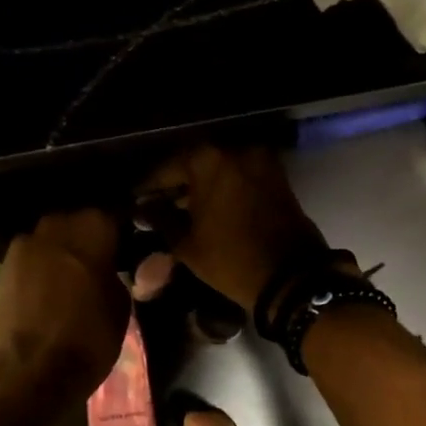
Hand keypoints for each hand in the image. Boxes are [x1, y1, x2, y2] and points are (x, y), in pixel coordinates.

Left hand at [0, 209, 128, 425]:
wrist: (31, 370)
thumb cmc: (88, 337)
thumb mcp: (123, 305)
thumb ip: (119, 275)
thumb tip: (113, 269)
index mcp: (93, 229)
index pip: (115, 217)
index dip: (122, 233)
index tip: (129, 250)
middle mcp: (56, 226)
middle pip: (78, 222)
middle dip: (89, 238)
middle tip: (102, 263)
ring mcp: (26, 244)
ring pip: (52, 237)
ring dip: (63, 251)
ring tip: (74, 277)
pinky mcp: (5, 266)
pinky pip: (32, 256)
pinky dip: (42, 266)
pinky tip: (51, 288)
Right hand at [136, 145, 327, 312]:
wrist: (291, 277)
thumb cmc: (230, 259)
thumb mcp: (186, 243)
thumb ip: (160, 217)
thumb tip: (143, 206)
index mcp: (208, 159)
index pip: (166, 167)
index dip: (148, 185)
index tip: (134, 198)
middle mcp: (235, 148)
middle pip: (194, 162)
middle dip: (174, 182)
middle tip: (155, 202)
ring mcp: (260, 159)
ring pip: (219, 166)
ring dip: (199, 183)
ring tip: (179, 206)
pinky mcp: (276, 175)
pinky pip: (239, 174)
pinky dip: (222, 185)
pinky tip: (207, 206)